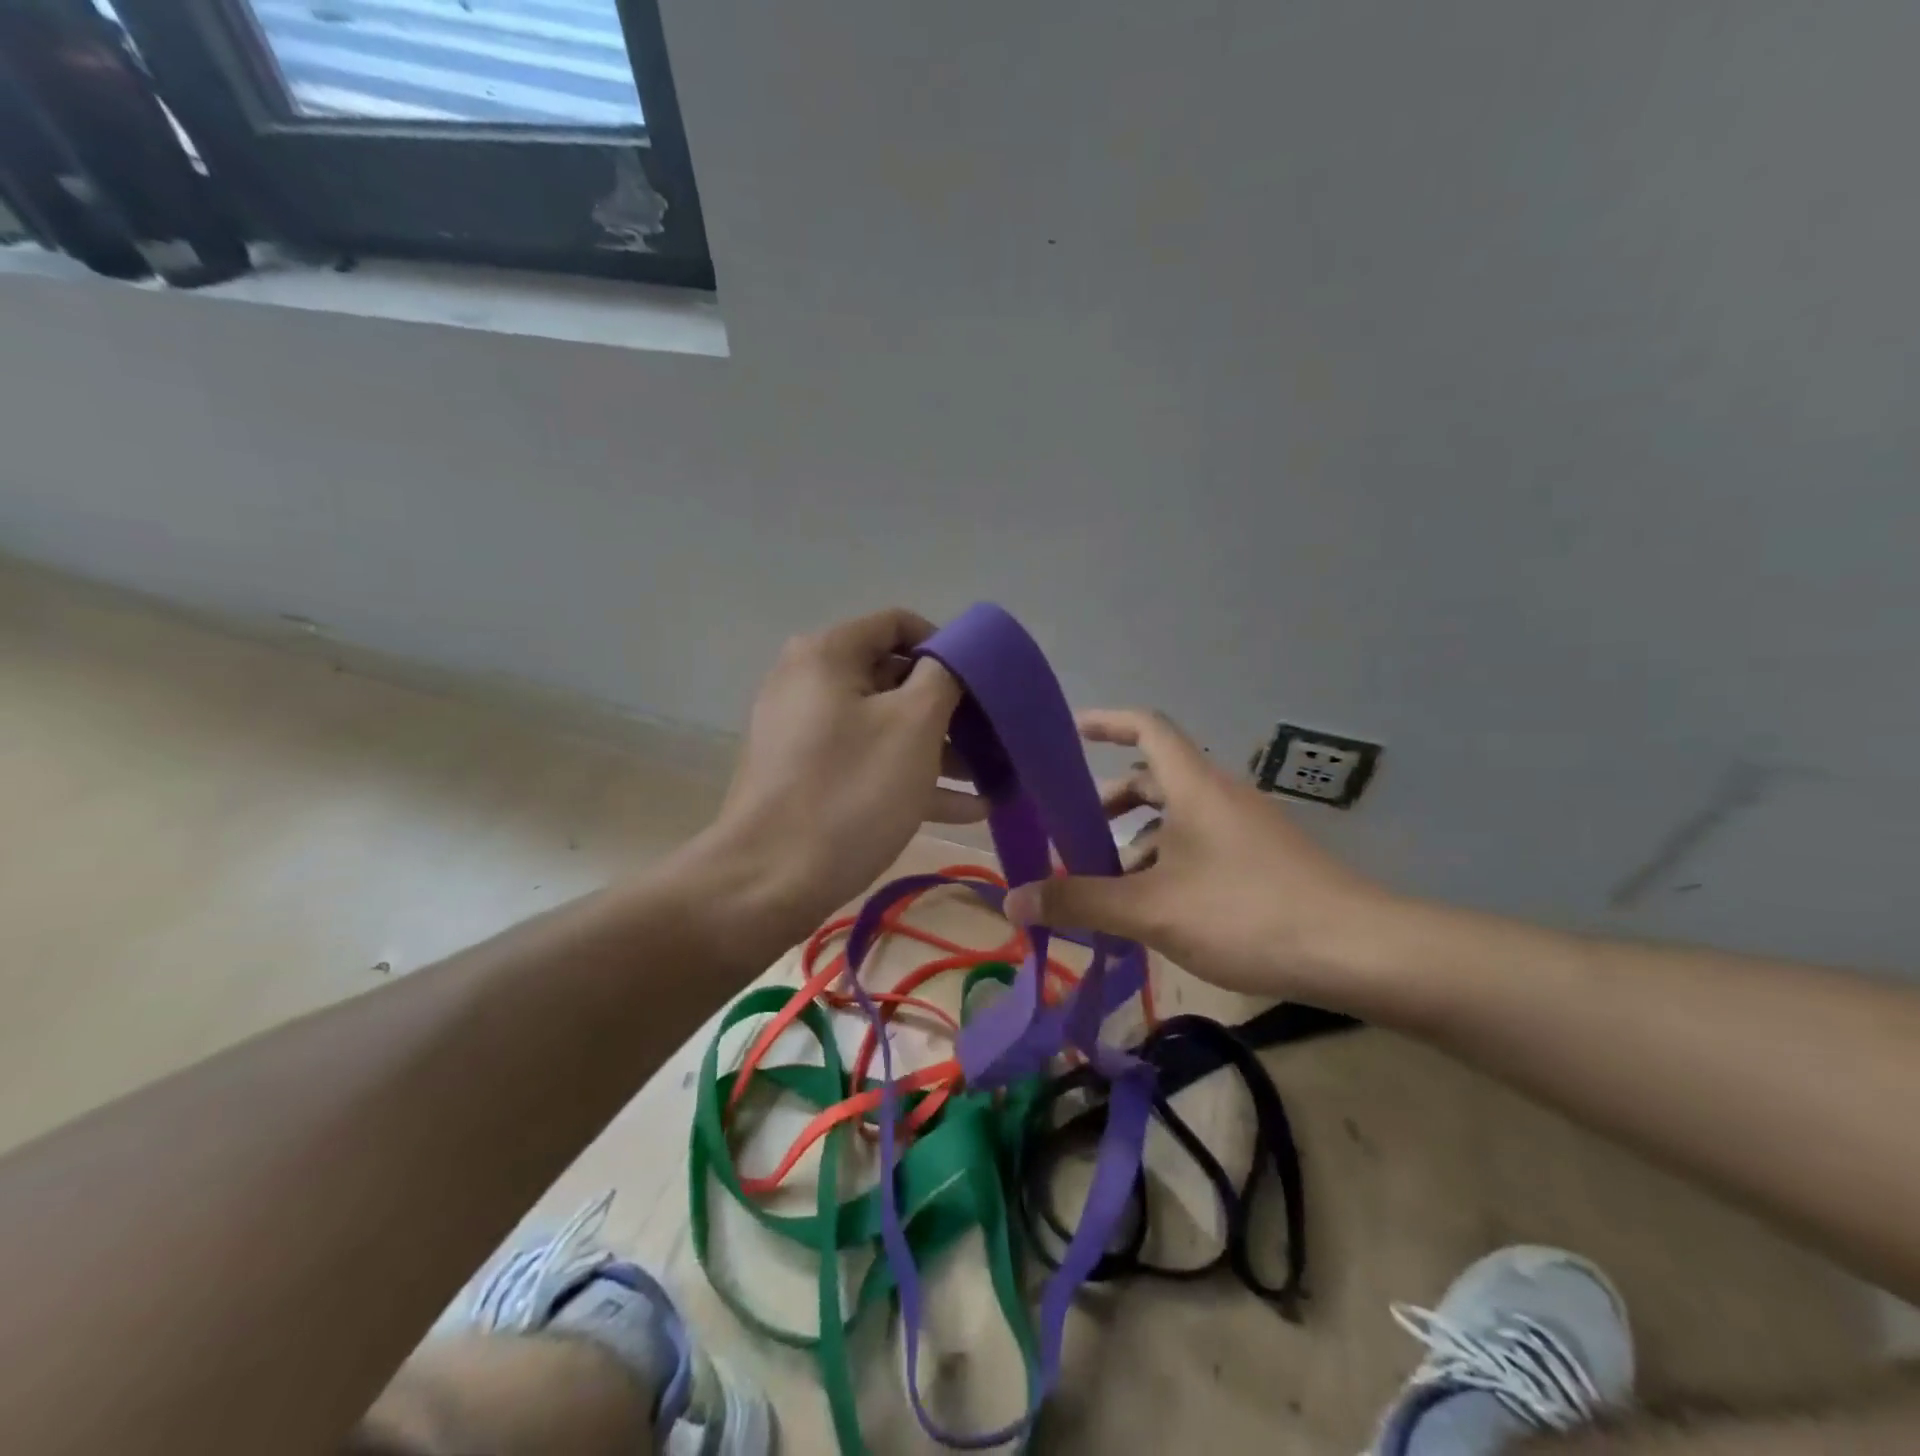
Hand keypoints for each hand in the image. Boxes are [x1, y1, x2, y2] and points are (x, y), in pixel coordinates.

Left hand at [691, 609, 983, 953]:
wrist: (768, 882)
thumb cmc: (850, 792)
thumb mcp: (913, 725)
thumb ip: (946, 675)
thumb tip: (956, 655)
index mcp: (827, 654)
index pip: (899, 624)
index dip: (948, 648)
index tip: (984, 685)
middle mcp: (809, 683)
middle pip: (894, 677)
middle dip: (950, 707)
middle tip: (994, 736)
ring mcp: (804, 732)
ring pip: (885, 726)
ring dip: (941, 749)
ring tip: (992, 777)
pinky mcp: (806, 776)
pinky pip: (867, 762)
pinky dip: (911, 777)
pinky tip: (967, 809)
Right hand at [1002, 709, 1402, 1005]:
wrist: (1360, 953)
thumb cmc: (1247, 913)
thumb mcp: (1152, 910)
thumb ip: (1081, 902)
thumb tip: (1012, 902)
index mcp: (1193, 786)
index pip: (1146, 726)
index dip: (1105, 721)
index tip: (1068, 733)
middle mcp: (1220, 796)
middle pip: (1154, 779)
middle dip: (1109, 802)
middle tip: (1071, 835)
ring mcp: (1246, 829)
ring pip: (1177, 820)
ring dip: (1136, 843)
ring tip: (1105, 887)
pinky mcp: (1263, 861)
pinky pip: (1200, 847)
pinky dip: (1167, 865)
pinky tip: (1155, 912)